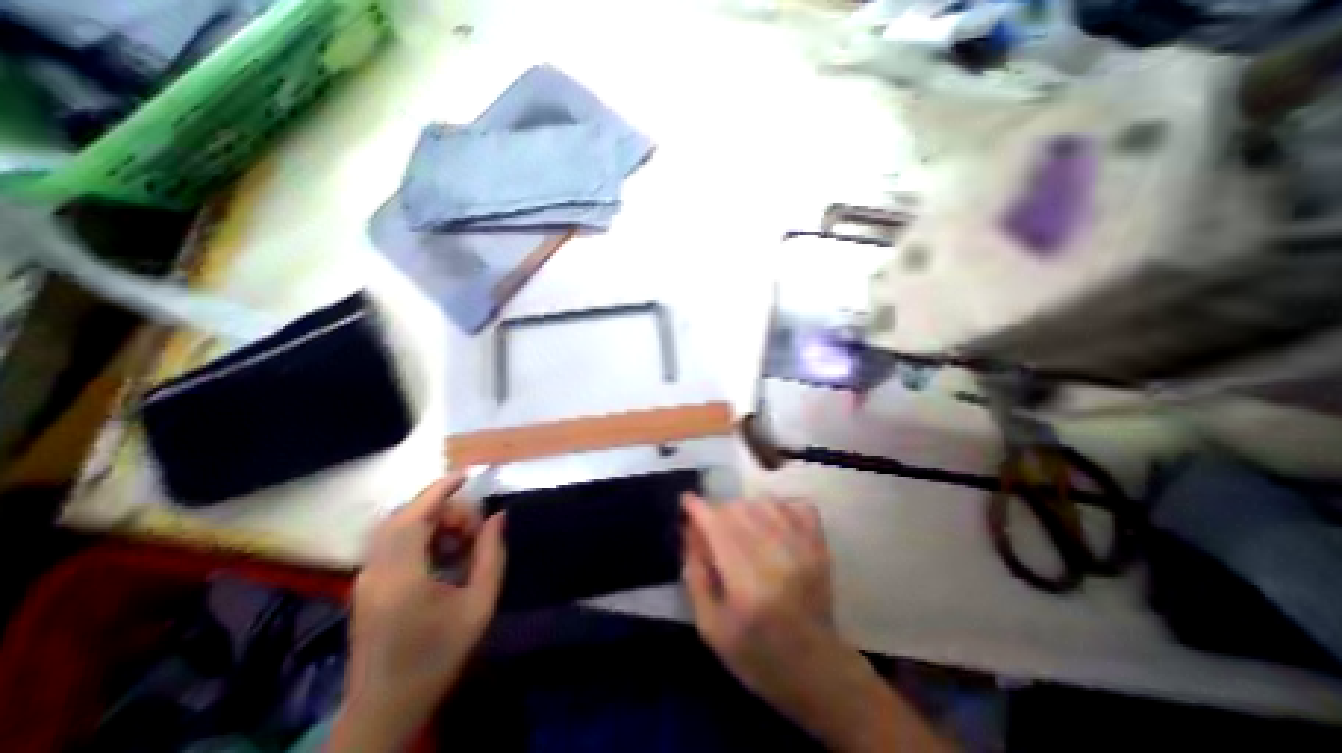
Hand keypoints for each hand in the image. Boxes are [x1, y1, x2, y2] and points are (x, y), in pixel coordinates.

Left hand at [330, 475, 508, 752]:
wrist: (386, 707)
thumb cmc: (438, 655)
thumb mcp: (480, 605)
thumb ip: (492, 555)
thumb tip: (499, 516)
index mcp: (402, 578)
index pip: (414, 517)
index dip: (439, 490)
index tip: (466, 475)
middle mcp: (376, 573)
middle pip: (407, 518)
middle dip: (445, 510)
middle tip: (475, 531)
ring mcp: (366, 579)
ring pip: (399, 528)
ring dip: (435, 523)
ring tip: (464, 544)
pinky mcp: (367, 585)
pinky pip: (395, 543)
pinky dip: (423, 536)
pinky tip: (446, 555)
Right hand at [682, 494, 834, 710]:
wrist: (815, 671)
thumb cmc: (755, 655)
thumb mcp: (709, 626)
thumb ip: (694, 575)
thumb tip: (689, 529)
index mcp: (746, 583)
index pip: (717, 525)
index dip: (697, 508)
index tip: (686, 501)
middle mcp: (776, 556)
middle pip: (737, 508)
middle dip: (717, 511)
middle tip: (711, 528)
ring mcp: (803, 547)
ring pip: (763, 502)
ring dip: (743, 508)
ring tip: (739, 527)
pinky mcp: (819, 545)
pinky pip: (796, 504)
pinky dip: (778, 506)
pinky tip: (770, 522)